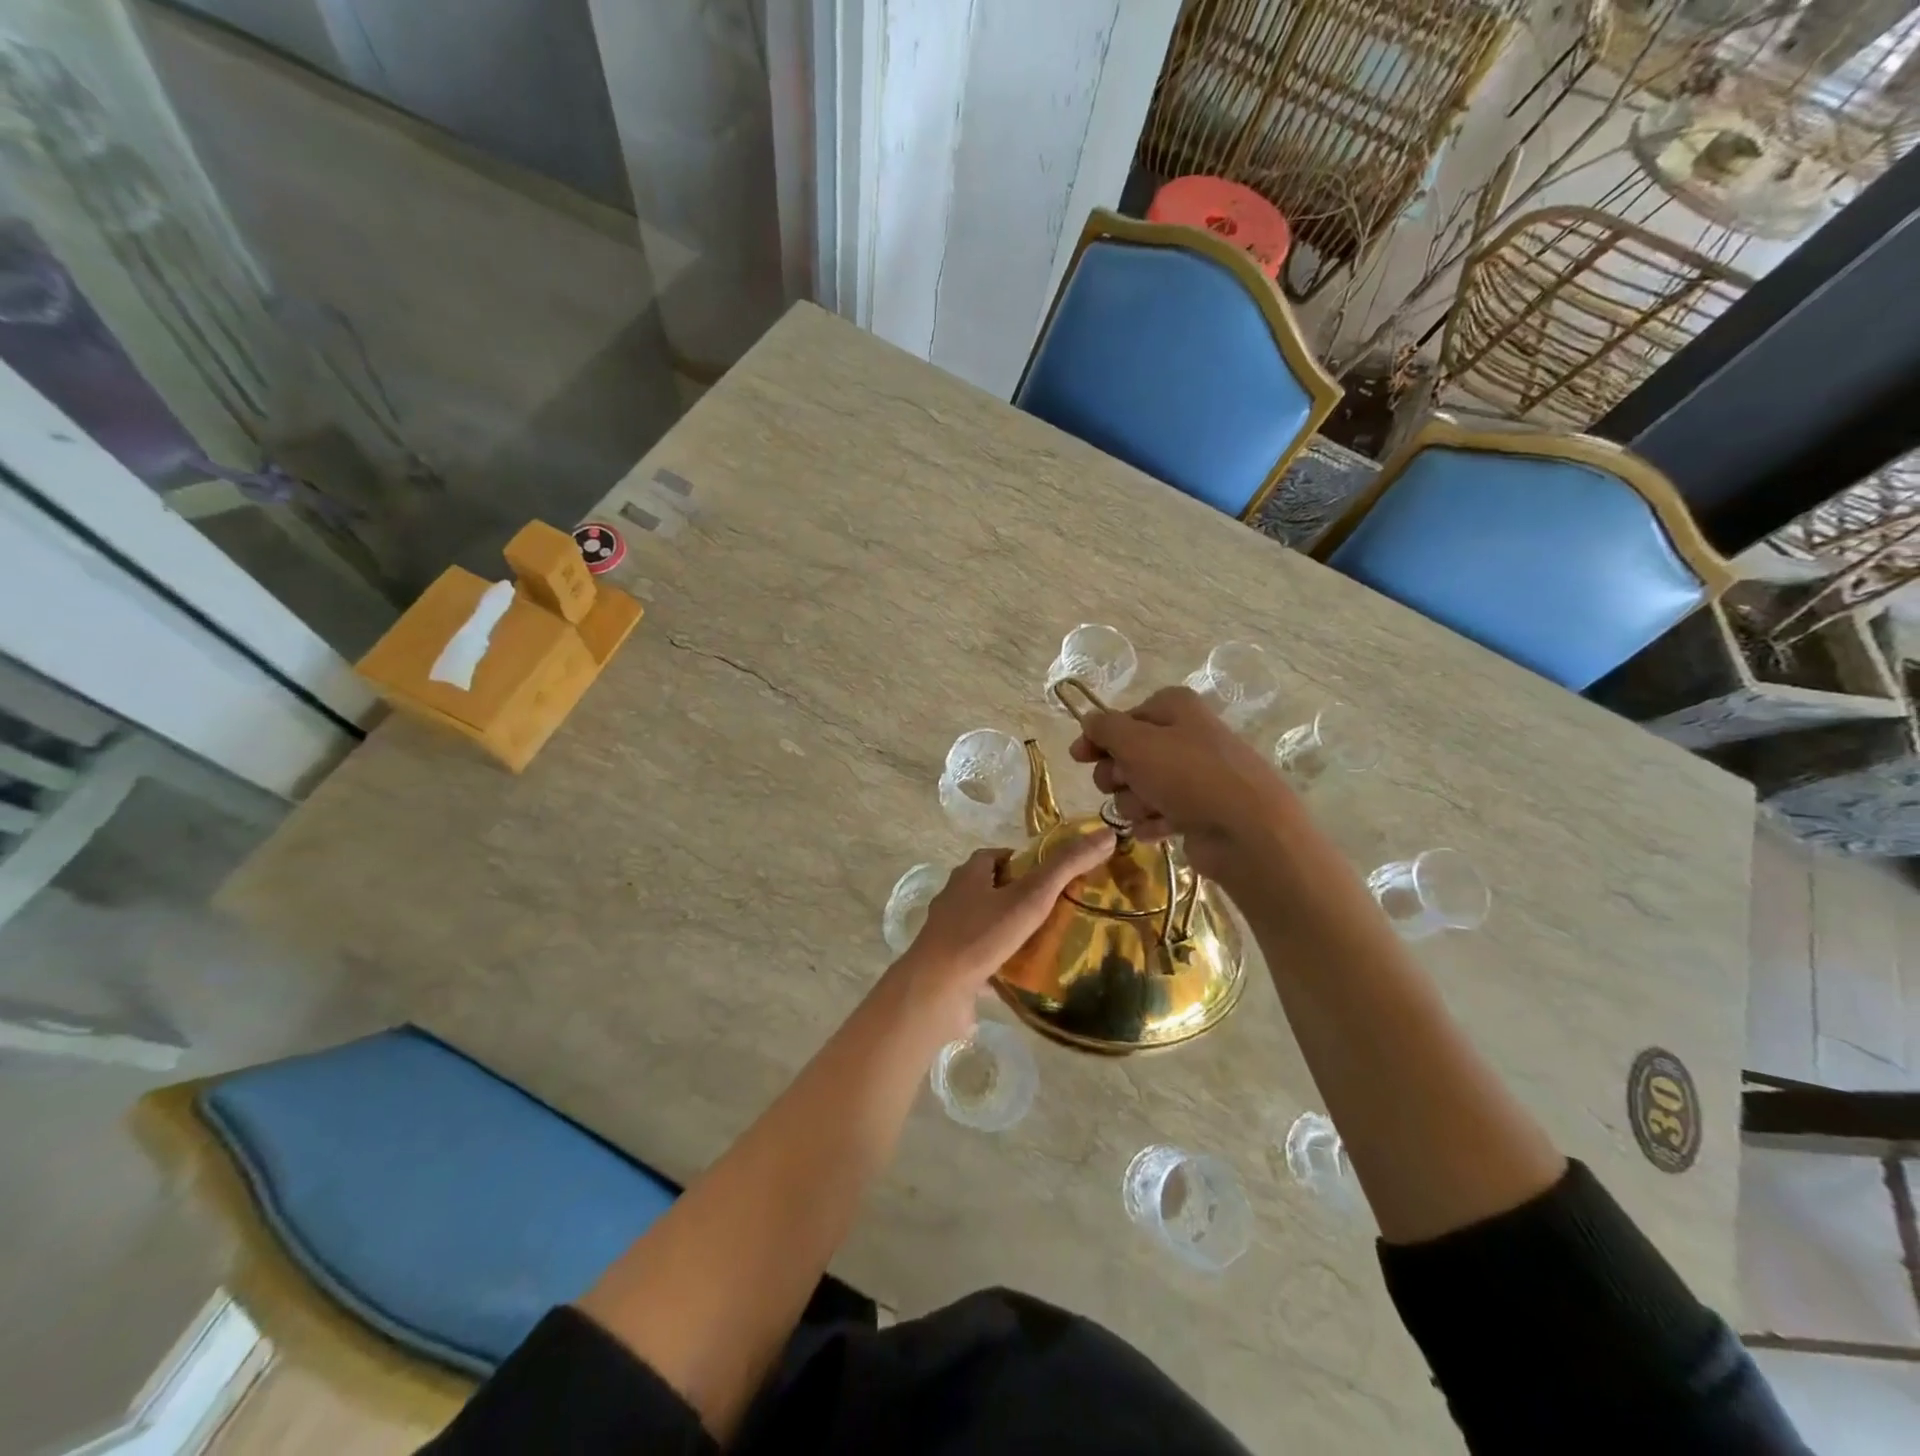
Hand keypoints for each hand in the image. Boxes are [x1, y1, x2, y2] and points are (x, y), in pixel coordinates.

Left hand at [894, 831, 1114, 1041]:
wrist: (936, 990)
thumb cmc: (982, 935)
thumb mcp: (1031, 896)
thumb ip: (1067, 866)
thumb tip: (1106, 834)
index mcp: (968, 874)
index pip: (998, 856)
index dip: (1025, 861)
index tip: (1054, 875)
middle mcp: (955, 898)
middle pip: (992, 888)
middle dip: (1020, 895)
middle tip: (1057, 909)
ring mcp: (949, 933)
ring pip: (987, 922)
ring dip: (1011, 928)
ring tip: (1047, 941)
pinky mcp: (950, 964)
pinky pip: (981, 955)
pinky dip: (1001, 958)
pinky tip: (1024, 971)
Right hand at [1068, 686, 1293, 885]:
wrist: (1247, 830)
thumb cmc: (1188, 775)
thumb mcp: (1135, 742)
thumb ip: (1104, 728)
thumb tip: (1089, 721)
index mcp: (1174, 709)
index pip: (1122, 718)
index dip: (1097, 738)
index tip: (1079, 758)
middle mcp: (1185, 737)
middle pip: (1128, 755)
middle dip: (1117, 775)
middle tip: (1122, 783)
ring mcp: (1194, 777)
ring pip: (1139, 789)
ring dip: (1135, 802)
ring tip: (1152, 809)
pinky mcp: (1198, 812)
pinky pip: (1158, 815)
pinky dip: (1153, 822)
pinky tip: (1160, 829)